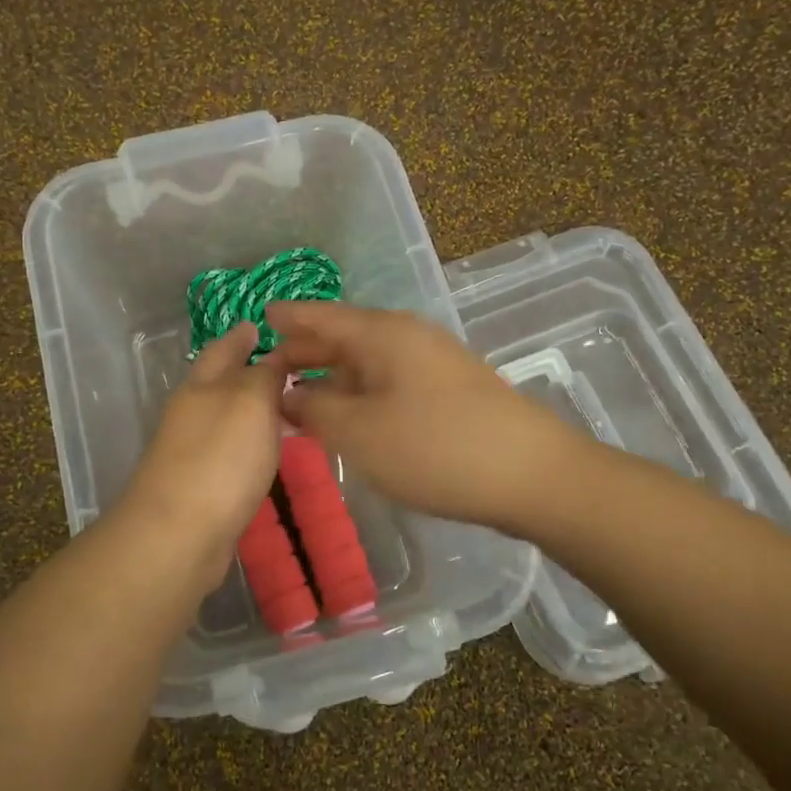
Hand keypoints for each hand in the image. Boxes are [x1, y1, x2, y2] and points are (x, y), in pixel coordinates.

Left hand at [117, 323, 285, 590]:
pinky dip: (248, 444)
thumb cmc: (220, 458)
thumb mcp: (250, 402)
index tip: (260, 326)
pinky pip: (229, 452)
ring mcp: (191, 451)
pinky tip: (267, 453)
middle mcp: (191, 413)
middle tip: (284, 367)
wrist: (179, 533)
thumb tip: (272, 358)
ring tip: (285, 407)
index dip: (241, 336)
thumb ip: (264, 375)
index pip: (223, 349)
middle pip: (219, 384)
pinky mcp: (199, 486)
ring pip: (225, 419)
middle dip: (245, 371)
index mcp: (201, 386)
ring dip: (250, 410)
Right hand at [267, 301, 569, 533]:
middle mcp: (408, 338)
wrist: (531, 475)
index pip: (322, 316)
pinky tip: (350, 417)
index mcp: (382, 334)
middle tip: (269, 368)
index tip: (260, 316)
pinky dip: (361, 394)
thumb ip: (313, 408)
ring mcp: (433, 364)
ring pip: (368, 363)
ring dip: (333, 377)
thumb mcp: (357, 431)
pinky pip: (390, 382)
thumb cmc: (433, 447)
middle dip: (306, 351)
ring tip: (300, 396)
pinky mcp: (450, 392)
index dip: (289, 317)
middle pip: (345, 337)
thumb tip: (288, 393)